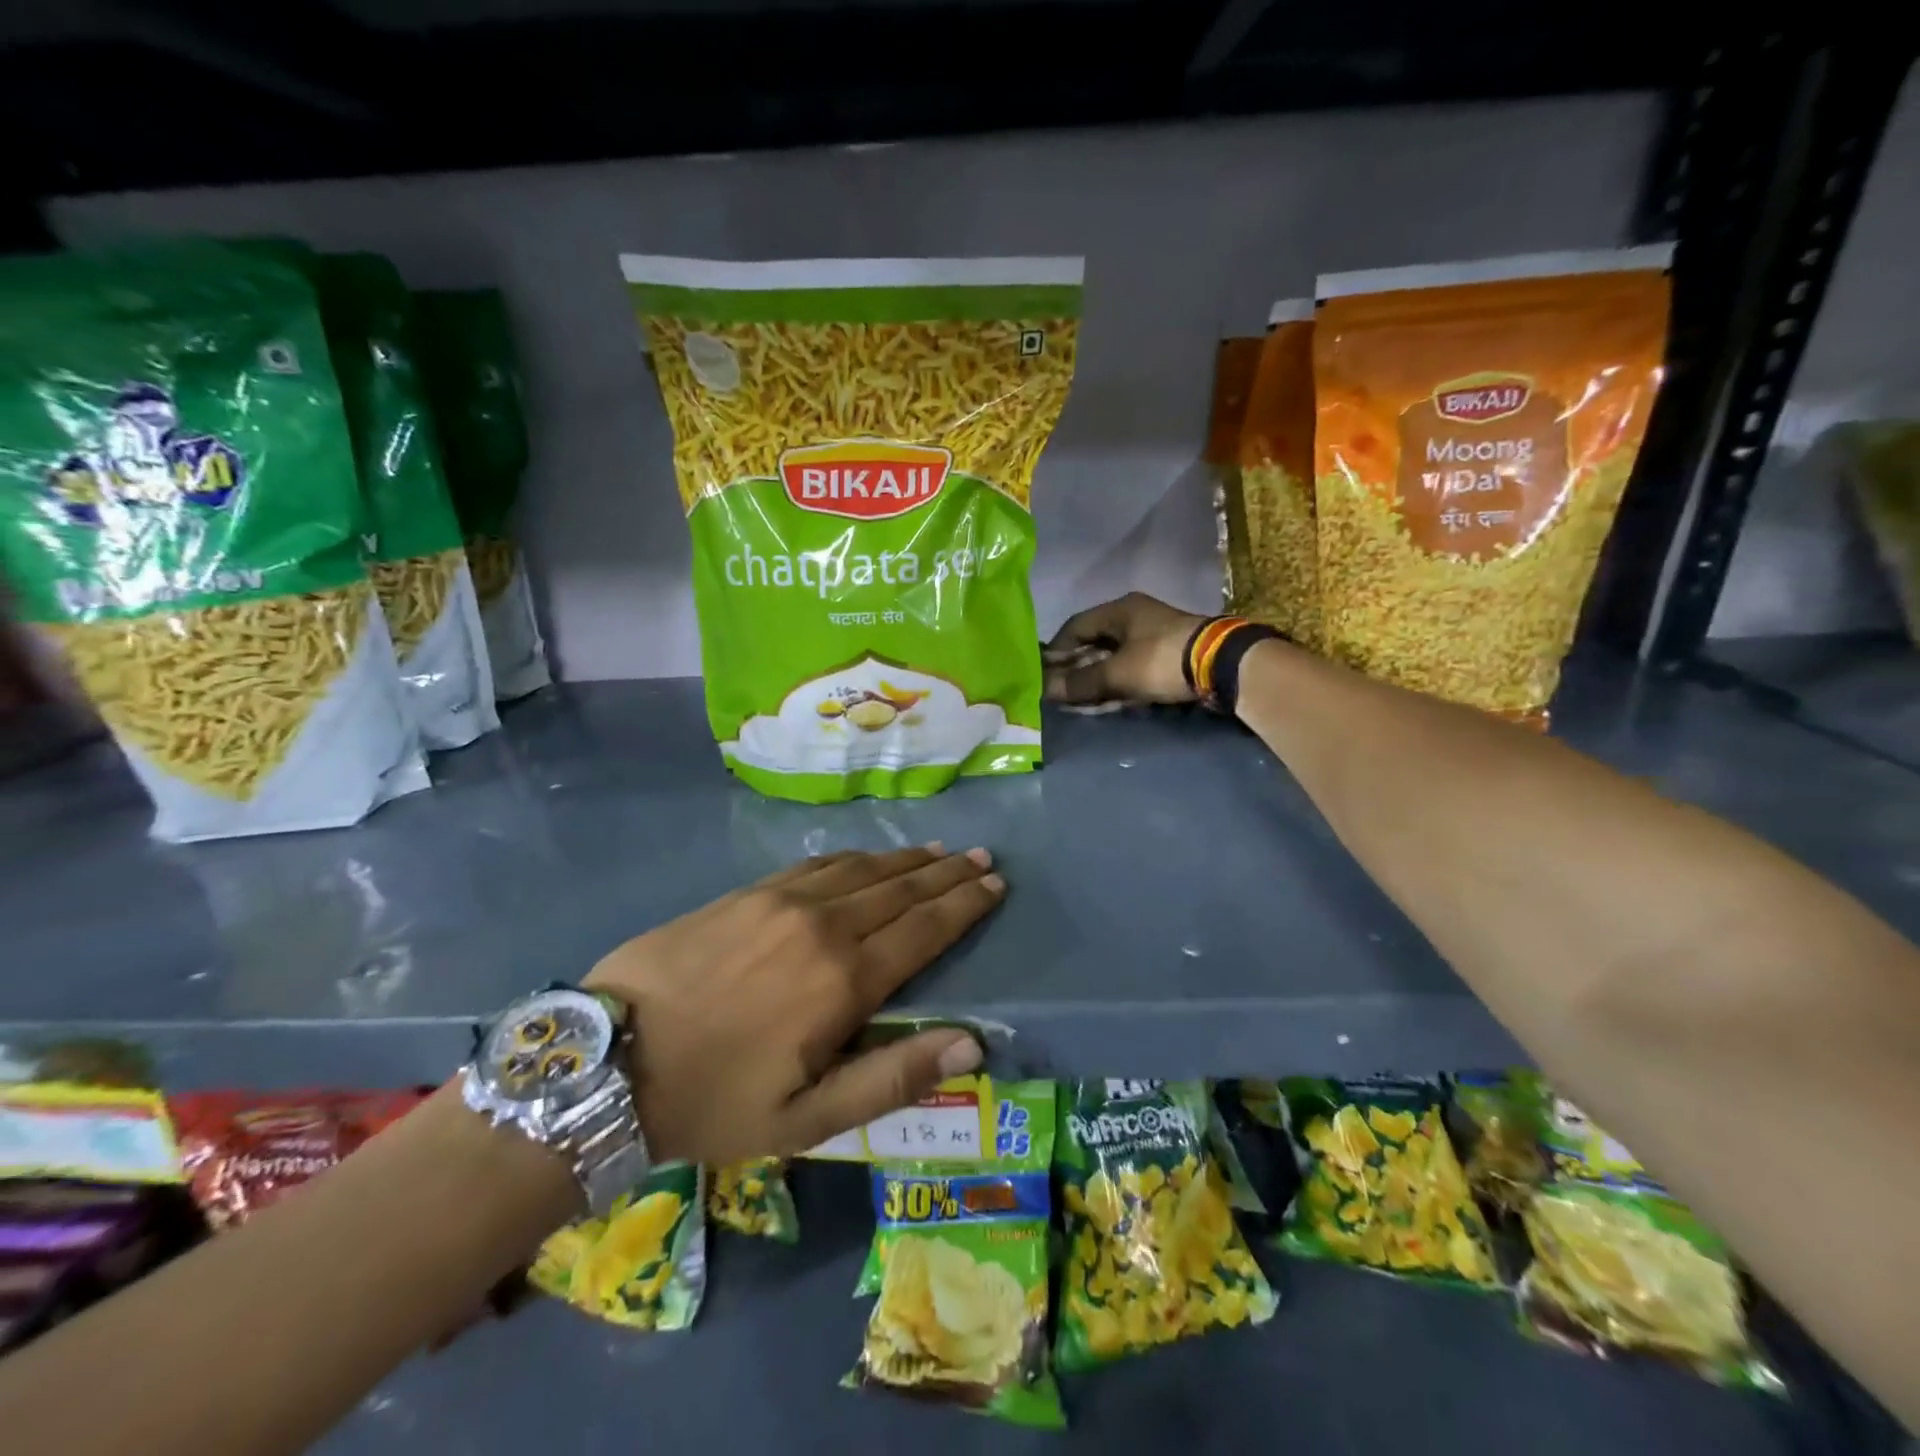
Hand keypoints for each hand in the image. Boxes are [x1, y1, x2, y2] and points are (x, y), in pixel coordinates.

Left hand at [584, 846, 1004, 1165]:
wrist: (609, 1058)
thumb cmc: (715, 1099)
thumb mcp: (808, 1119)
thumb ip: (893, 1076)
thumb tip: (973, 1043)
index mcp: (845, 980)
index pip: (924, 929)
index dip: (964, 905)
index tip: (995, 885)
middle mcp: (823, 925)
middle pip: (901, 889)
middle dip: (947, 873)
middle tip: (982, 858)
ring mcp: (783, 900)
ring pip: (863, 869)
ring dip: (907, 859)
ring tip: (940, 851)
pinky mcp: (749, 892)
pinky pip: (819, 864)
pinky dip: (856, 858)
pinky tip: (869, 857)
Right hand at [1042, 592, 1204, 706]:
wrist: (1222, 665)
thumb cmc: (1161, 660)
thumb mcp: (1116, 673)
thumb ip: (1080, 682)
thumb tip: (1045, 690)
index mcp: (1120, 610)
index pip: (1075, 626)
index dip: (1057, 650)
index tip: (1043, 673)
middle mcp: (1135, 618)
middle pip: (1095, 643)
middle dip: (1076, 669)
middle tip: (1060, 692)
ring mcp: (1154, 636)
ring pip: (1114, 658)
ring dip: (1096, 679)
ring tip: (1081, 702)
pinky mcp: (1169, 656)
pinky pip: (1133, 669)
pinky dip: (1118, 684)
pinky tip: (1108, 702)